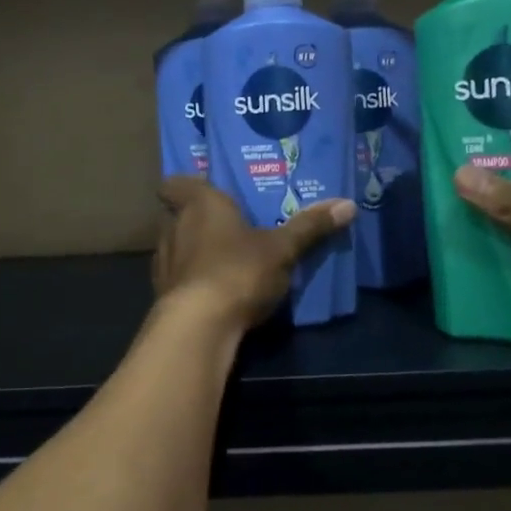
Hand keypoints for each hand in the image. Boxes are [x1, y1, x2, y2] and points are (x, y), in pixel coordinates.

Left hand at [153, 177, 355, 328]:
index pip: (174, 184)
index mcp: (198, 204)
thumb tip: (348, 204)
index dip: (184, 186)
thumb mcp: (282, 249)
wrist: (199, 326)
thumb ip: (310, 226)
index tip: (204, 192)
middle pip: (177, 216)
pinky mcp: (162, 296)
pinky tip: (214, 294)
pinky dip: (193, 282)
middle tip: (228, 227)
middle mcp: (172, 227)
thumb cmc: (239, 270)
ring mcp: (163, 263)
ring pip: (176, 248)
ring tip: (224, 261)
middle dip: (198, 221)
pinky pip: (178, 280)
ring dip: (194, 253)